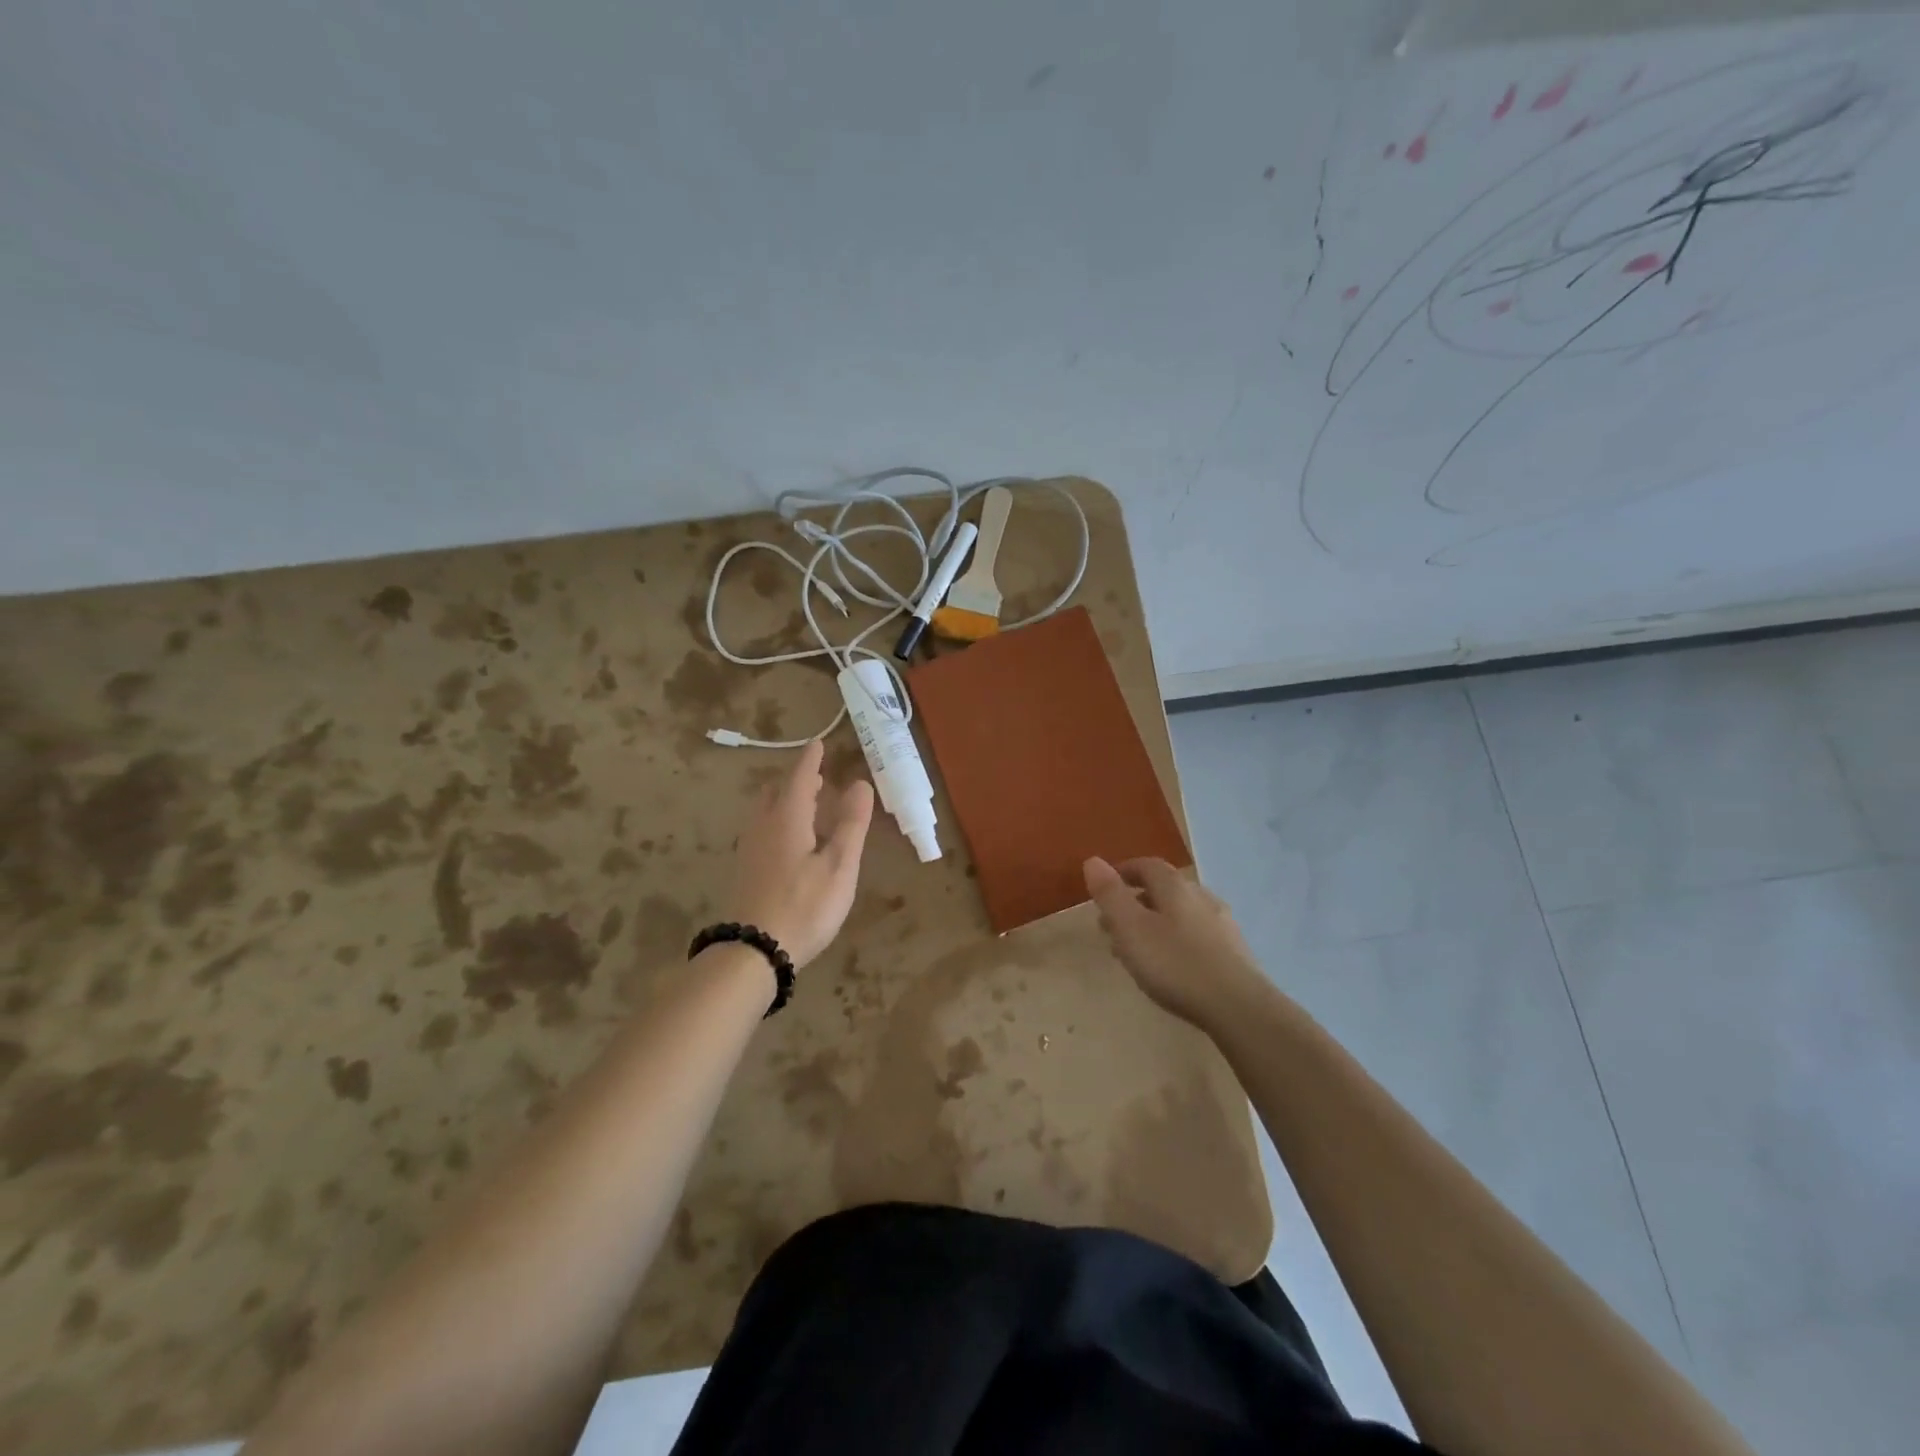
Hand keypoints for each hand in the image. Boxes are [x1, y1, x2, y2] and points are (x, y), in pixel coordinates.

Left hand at [728, 740, 874, 967]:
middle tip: (818, 777)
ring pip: (766, 811)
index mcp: (787, 819)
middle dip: (798, 780)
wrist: (753, 951)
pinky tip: (791, 840)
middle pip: (777, 792)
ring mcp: (750, 849)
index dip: (811, 759)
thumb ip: (851, 824)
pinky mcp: (745, 870)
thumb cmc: (804, 906)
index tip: (819, 743)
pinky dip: (779, 820)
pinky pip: (763, 829)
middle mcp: (763, 826)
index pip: (799, 777)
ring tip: (808, 805)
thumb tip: (860, 783)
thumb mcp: (838, 866)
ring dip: (787, 800)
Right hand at [1083, 857, 1265, 1031]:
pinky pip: (1196, 935)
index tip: (1105, 887)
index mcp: (1175, 887)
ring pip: (1181, 914)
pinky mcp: (1234, 952)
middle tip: (1113, 924)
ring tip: (1137, 949)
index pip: (1147, 865)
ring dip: (1156, 923)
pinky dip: (1176, 940)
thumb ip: (1110, 895)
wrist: (1239, 1007)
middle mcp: (1202, 897)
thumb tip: (1093, 860)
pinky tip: (1171, 965)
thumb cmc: (1176, 964)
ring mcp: (1222, 924)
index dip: (1124, 872)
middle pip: (1164, 890)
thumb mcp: (1130, 928)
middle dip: (1136, 901)